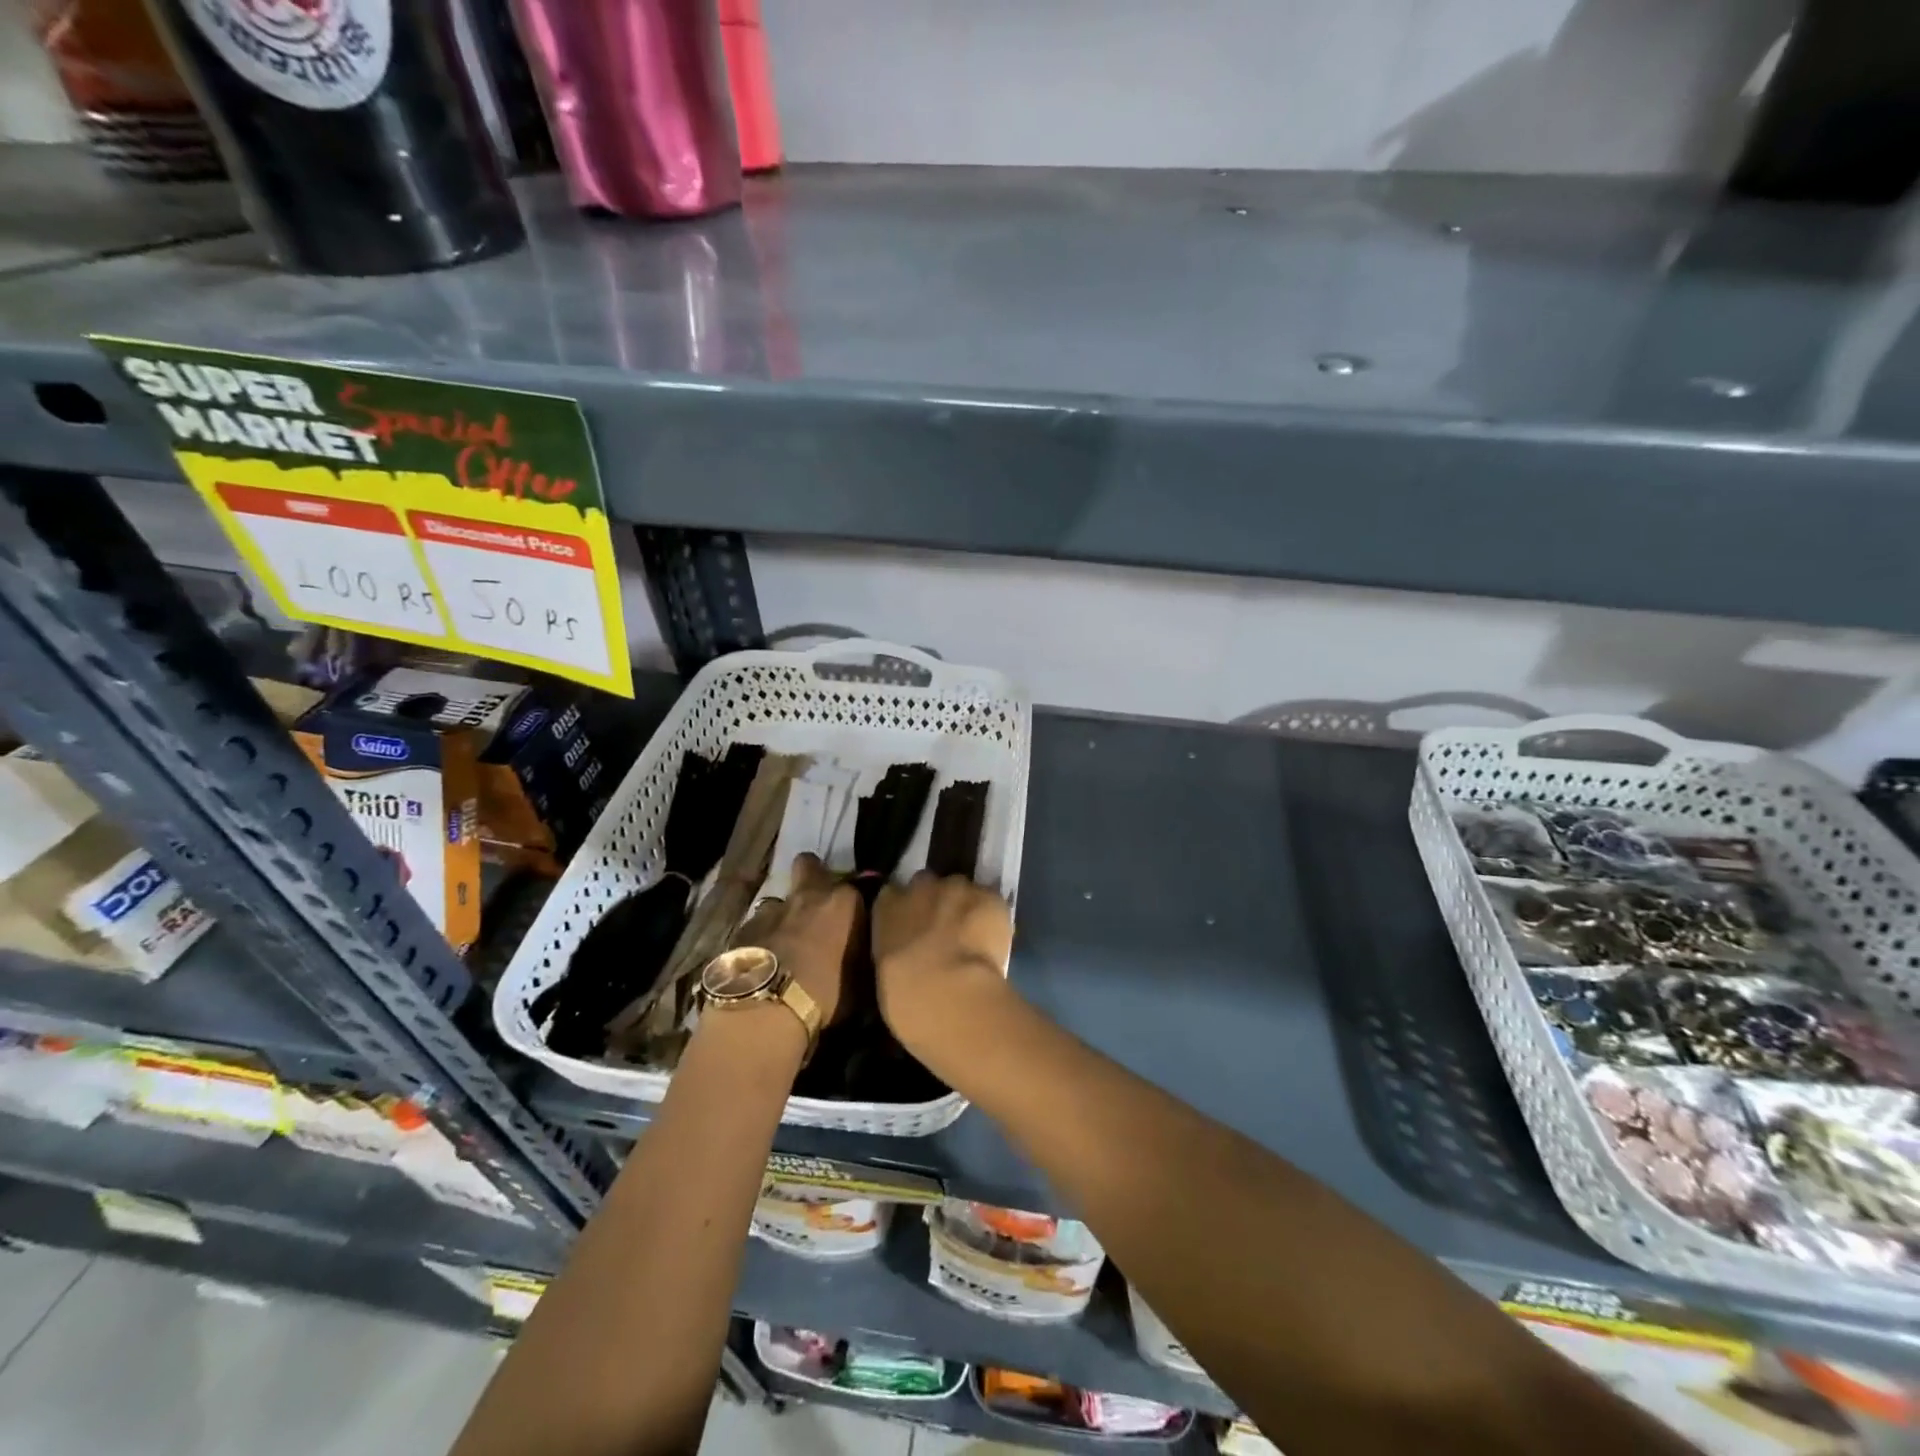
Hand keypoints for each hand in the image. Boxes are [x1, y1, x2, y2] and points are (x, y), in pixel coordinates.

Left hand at [732, 853, 862, 1027]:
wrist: (768, 1008)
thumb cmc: (826, 994)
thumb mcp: (861, 982)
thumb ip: (862, 957)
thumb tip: (861, 956)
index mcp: (844, 903)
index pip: (859, 886)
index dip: (855, 902)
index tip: (856, 920)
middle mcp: (809, 896)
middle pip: (809, 865)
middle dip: (813, 876)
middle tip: (817, 903)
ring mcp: (772, 909)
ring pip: (780, 900)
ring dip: (784, 916)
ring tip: (786, 944)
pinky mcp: (744, 929)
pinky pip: (757, 927)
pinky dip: (762, 939)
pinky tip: (763, 963)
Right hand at [872, 871, 1014, 1065]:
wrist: (946, 991)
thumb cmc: (904, 995)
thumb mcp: (886, 972)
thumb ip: (896, 950)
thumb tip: (909, 953)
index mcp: (887, 906)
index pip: (893, 893)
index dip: (907, 908)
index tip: (914, 925)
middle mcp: (921, 887)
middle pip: (929, 883)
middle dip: (936, 901)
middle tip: (945, 930)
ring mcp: (957, 888)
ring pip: (963, 890)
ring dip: (965, 906)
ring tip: (974, 935)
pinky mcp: (989, 897)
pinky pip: (991, 902)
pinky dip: (992, 917)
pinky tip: (994, 939)